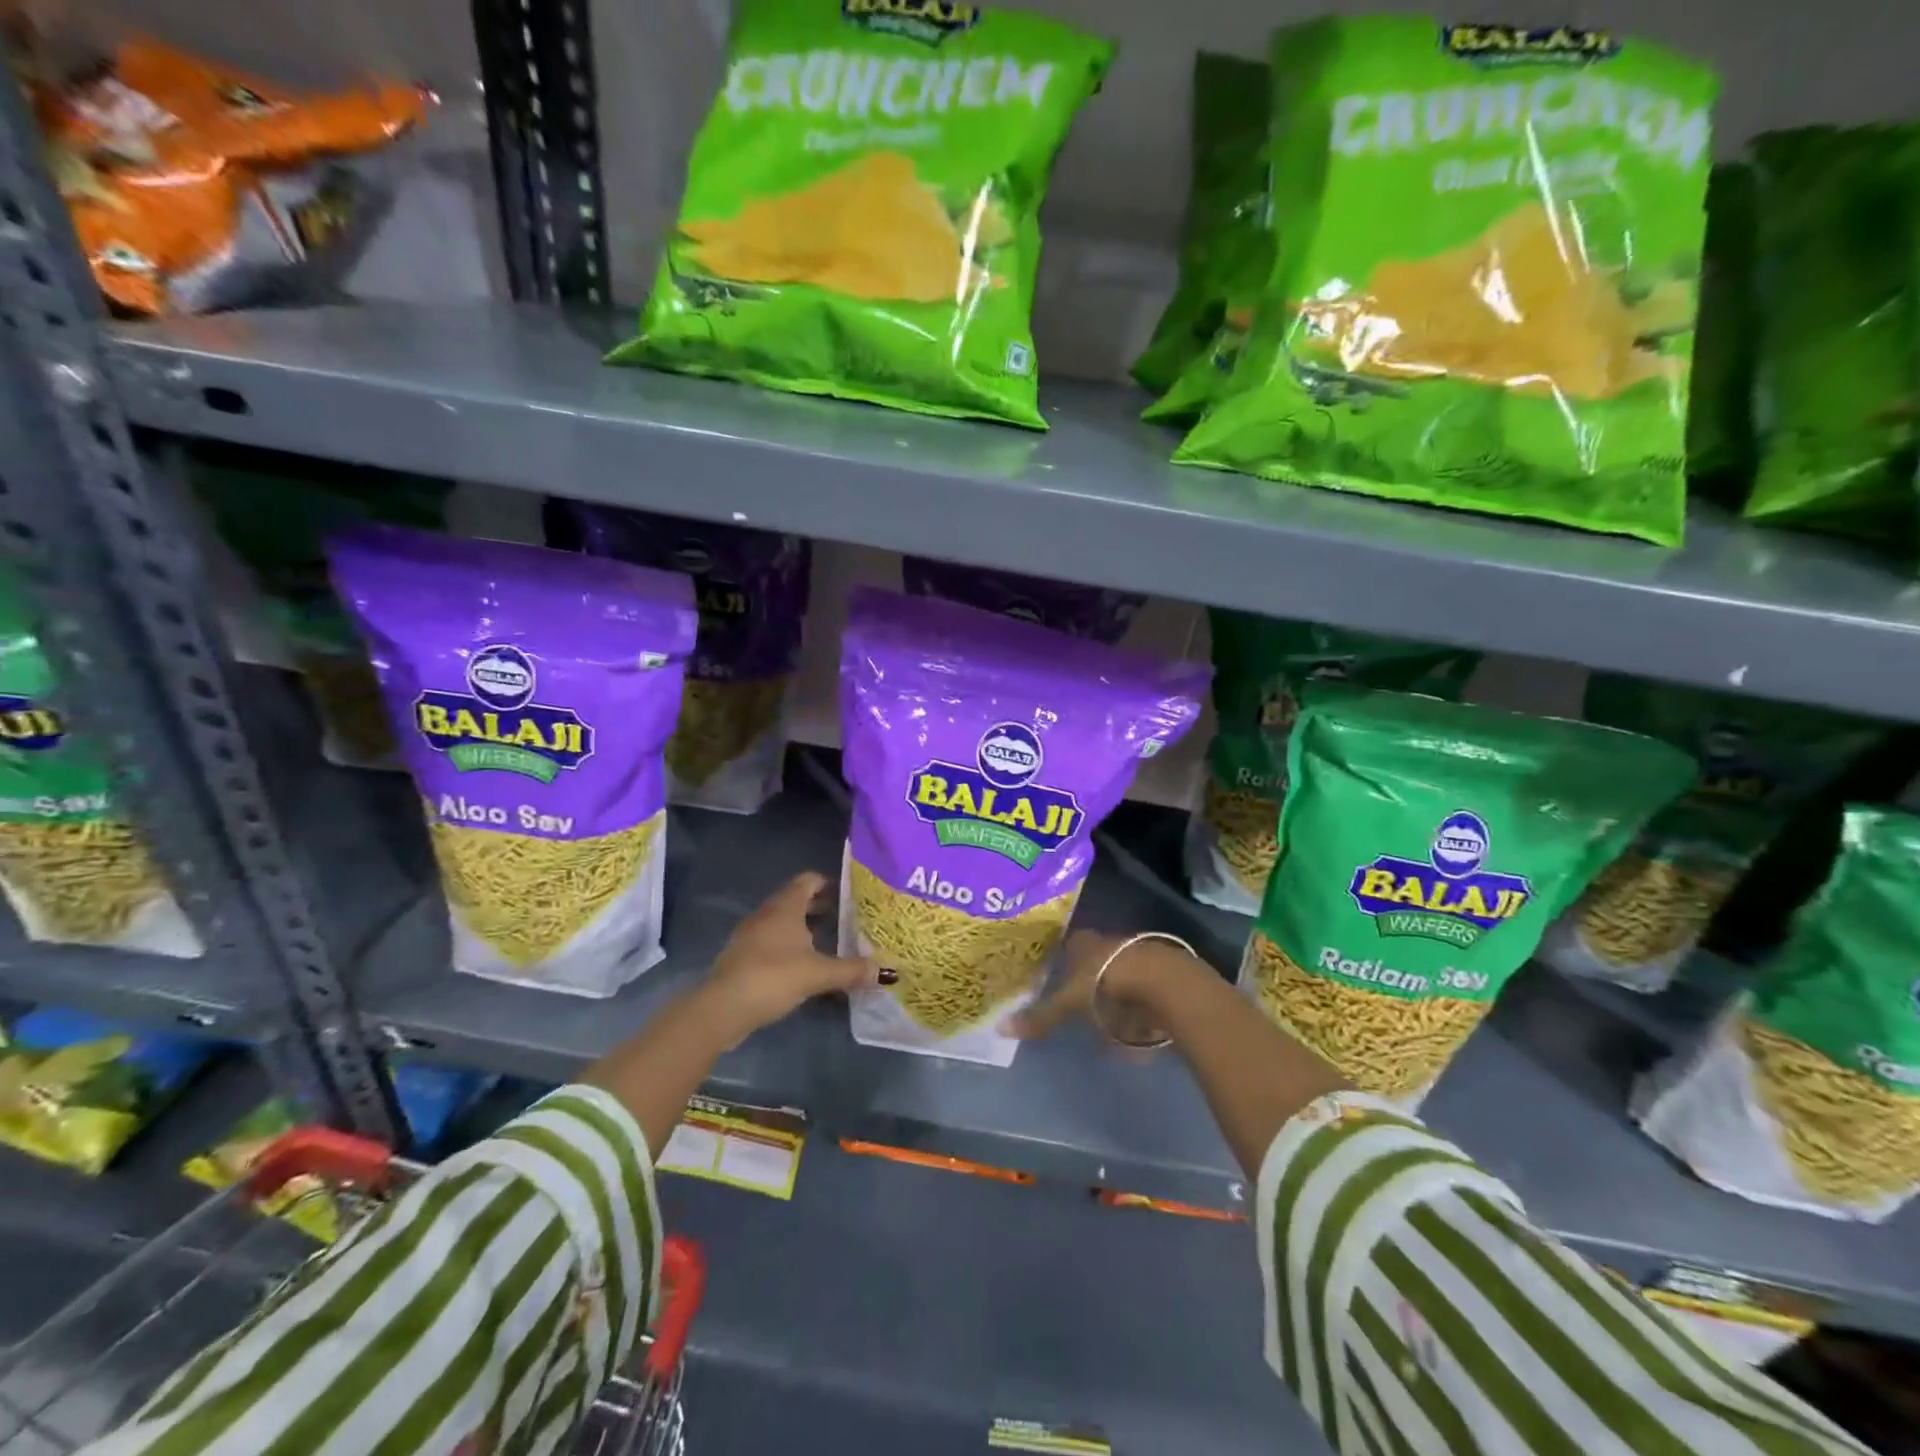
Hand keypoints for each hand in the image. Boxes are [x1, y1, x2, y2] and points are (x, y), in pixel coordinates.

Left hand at [695, 872, 881, 1046]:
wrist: (722, 1008)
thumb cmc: (773, 976)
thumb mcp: (818, 974)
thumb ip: (851, 971)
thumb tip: (885, 972)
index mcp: (785, 907)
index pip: (808, 880)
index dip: (828, 883)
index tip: (849, 895)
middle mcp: (766, 914)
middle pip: (795, 900)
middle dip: (819, 907)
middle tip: (844, 919)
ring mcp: (750, 935)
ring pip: (781, 922)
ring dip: (802, 927)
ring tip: (827, 942)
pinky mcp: (741, 957)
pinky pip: (770, 941)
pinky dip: (787, 946)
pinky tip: (802, 966)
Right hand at [1009, 930, 1205, 1045]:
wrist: (1160, 980)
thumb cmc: (1105, 983)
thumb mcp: (1069, 1004)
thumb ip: (1041, 1017)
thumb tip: (1001, 1028)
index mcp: (1084, 943)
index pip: (1070, 945)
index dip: (1064, 959)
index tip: (1057, 974)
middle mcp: (1109, 942)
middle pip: (1096, 958)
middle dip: (1090, 978)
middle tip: (1081, 1001)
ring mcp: (1137, 955)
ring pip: (1121, 973)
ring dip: (1117, 994)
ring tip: (1110, 1021)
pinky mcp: (1162, 973)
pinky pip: (1144, 991)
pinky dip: (1138, 1007)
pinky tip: (1137, 1026)